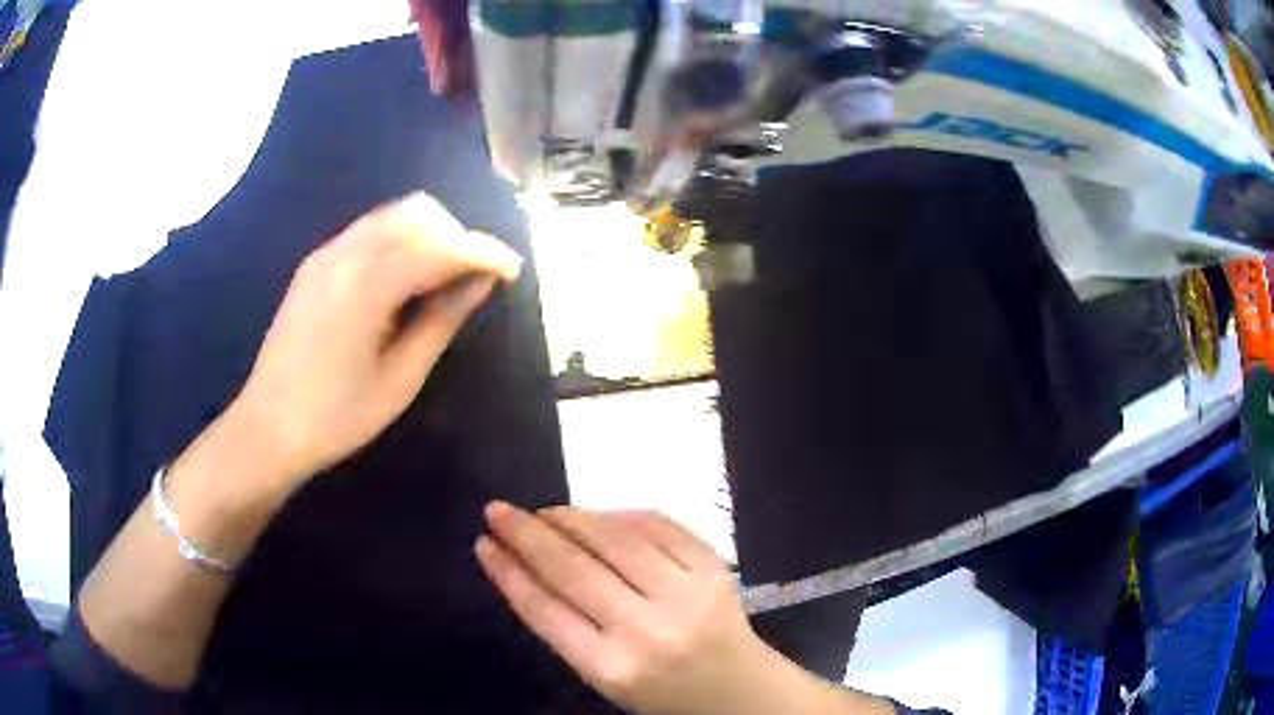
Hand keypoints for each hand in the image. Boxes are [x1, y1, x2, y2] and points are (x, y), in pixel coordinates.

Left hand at [230, 193, 522, 485]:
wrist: (268, 428)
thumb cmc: (337, 417)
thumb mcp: (400, 378)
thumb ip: (442, 319)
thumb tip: (481, 281)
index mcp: (367, 285)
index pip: (439, 247)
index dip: (483, 252)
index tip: (513, 270)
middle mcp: (345, 254)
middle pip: (417, 214)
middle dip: (457, 236)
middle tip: (475, 278)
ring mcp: (326, 254)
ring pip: (392, 215)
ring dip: (429, 234)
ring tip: (445, 277)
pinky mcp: (315, 263)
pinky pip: (369, 231)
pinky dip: (399, 240)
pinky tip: (405, 278)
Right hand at [475, 504, 780, 714]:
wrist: (737, 687)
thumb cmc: (661, 689)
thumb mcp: (605, 675)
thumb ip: (567, 628)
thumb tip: (526, 563)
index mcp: (613, 668)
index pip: (545, 611)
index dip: (508, 573)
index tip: (484, 543)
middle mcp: (648, 631)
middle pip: (574, 570)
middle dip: (527, 535)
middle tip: (498, 510)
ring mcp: (686, 594)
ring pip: (614, 540)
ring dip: (570, 518)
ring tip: (543, 512)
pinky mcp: (714, 568)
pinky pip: (657, 526)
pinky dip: (619, 515)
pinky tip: (595, 515)